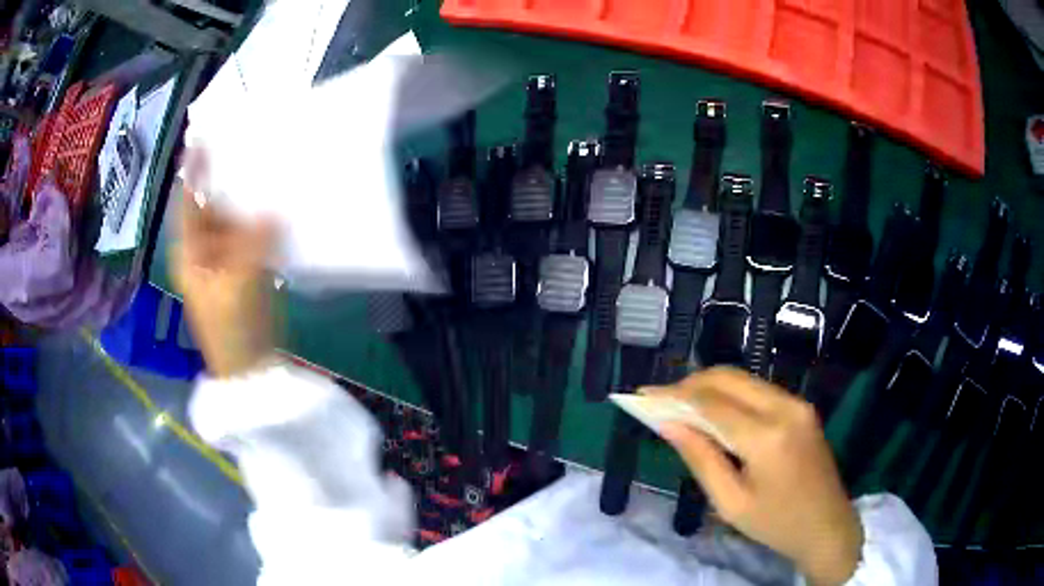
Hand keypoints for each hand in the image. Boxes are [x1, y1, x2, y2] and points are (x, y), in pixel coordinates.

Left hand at [170, 155, 278, 378]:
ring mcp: (224, 259)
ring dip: (246, 200)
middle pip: (211, 206)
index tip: (202, 137)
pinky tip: (277, 206)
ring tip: (263, 169)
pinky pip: (250, 235)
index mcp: (191, 251)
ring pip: (233, 220)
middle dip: (224, 179)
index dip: (193, 171)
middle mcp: (204, 250)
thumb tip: (271, 211)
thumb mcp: (239, 282)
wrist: (249, 367)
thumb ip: (253, 242)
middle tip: (244, 145)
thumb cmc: (232, 328)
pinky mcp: (243, 269)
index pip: (188, 202)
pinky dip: (261, 222)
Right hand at [646, 368, 862, 585]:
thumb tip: (669, 424)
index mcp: (767, 437)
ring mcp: (797, 403)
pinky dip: (731, 394)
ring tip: (681, 406)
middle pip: (729, 378)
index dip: (674, 396)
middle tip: (660, 400)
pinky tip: (715, 412)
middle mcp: (785, 407)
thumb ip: (700, 458)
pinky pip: (758, 390)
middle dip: (690, 383)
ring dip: (710, 386)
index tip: (643, 395)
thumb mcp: (730, 502)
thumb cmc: (775, 524)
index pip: (712, 403)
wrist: (827, 525)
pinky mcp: (801, 407)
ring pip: (744, 379)